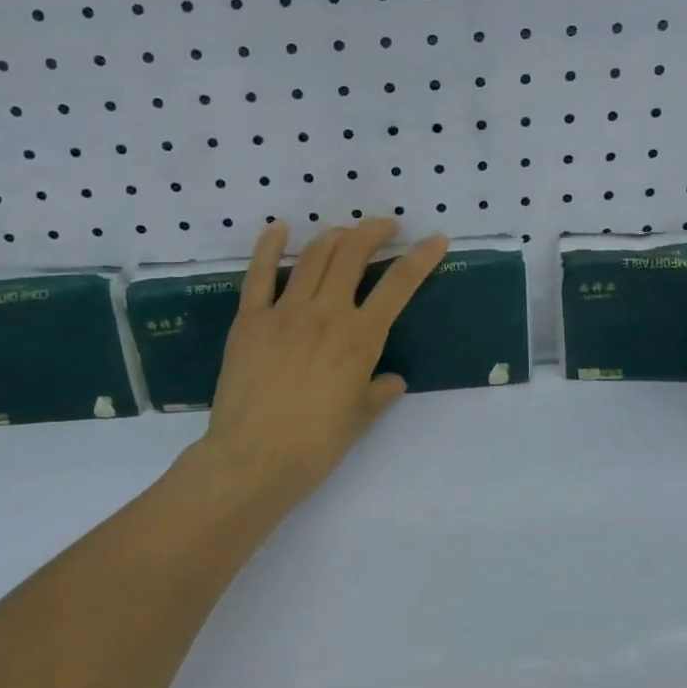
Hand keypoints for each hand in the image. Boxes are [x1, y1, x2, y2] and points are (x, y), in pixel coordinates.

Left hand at [191, 218, 447, 502]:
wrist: (254, 460)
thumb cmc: (315, 446)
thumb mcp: (359, 418)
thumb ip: (379, 392)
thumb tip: (393, 380)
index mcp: (360, 337)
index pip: (399, 285)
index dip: (421, 257)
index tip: (435, 238)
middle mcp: (326, 313)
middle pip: (353, 254)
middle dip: (373, 231)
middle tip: (385, 227)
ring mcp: (285, 312)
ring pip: (313, 256)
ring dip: (334, 236)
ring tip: (344, 233)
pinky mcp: (250, 319)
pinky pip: (260, 274)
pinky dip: (269, 247)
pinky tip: (279, 229)